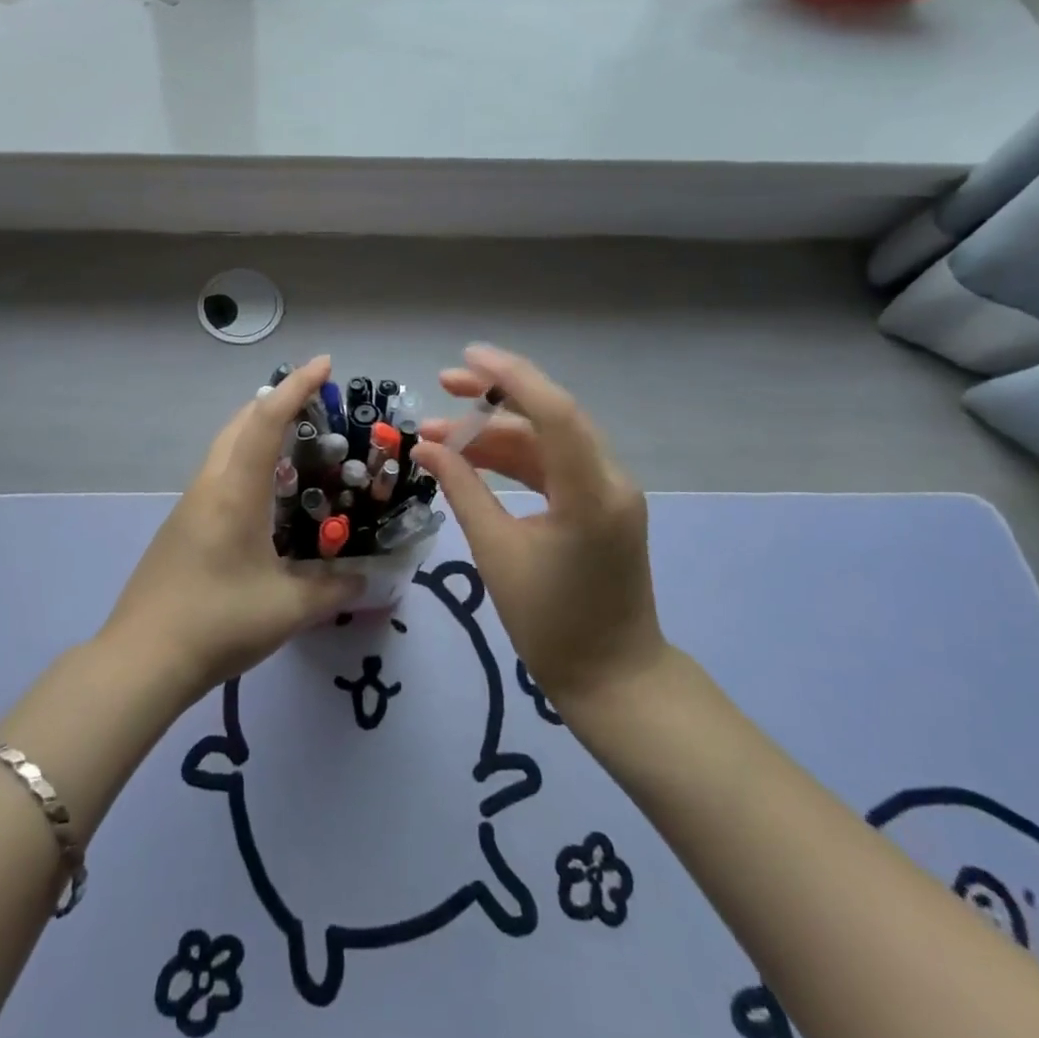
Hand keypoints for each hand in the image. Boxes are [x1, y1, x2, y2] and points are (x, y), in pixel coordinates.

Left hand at [101, 355, 362, 702]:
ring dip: (259, 433)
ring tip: (298, 447)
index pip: (266, 420)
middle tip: (317, 407)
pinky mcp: (182, 526)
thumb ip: (333, 589)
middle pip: (241, 423)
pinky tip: (267, 498)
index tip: (324, 364)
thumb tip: (365, 578)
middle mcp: (210, 486)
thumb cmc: (218, 622)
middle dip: (277, 402)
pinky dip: (247, 463)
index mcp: (235, 491)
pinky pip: (219, 475)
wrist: (142, 659)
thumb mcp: (288, 609)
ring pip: (226, 448)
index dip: (296, 387)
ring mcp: (190, 505)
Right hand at [411, 344, 663, 717]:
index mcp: (591, 493)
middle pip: (551, 417)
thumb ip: (462, 490)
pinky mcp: (600, 507)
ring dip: (496, 433)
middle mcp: (609, 480)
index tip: (465, 358)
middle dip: (495, 397)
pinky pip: (554, 467)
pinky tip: (473, 459)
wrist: (612, 679)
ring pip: (548, 441)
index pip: (553, 412)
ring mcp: (609, 493)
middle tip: (442, 385)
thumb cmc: (551, 624)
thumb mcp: (497, 552)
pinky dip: (514, 459)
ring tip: (439, 434)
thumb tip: (426, 447)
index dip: (509, 378)